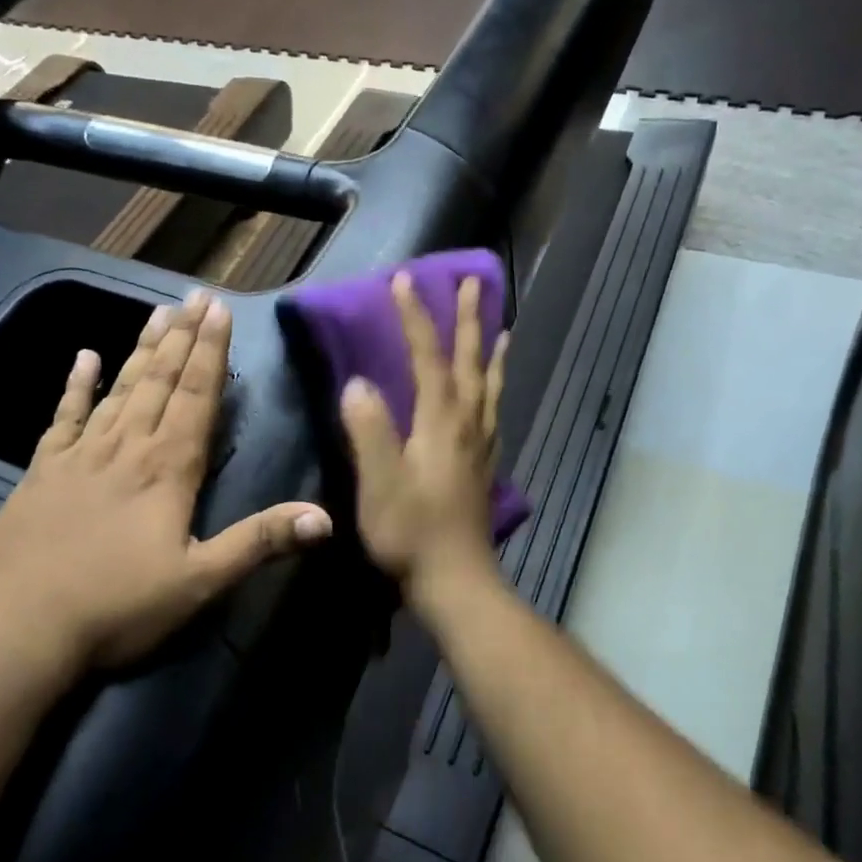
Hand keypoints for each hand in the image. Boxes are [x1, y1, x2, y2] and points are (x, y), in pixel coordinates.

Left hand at [0, 290, 332, 684]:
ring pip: (118, 389)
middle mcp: (126, 448)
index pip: (196, 396)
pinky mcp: (41, 473)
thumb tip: (325, 517)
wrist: (13, 632)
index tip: (219, 310)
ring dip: (141, 349)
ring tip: (158, 313)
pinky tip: (83, 357)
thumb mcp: (199, 582)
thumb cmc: (115, 608)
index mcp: (167, 469)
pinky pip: (63, 417)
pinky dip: (75, 386)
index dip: (210, 352)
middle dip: (182, 337)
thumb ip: (260, 542)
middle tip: (195, 296)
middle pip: (159, 381)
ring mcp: (79, 457)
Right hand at [339, 273, 508, 617]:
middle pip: (471, 361)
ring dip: (491, 350)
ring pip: (490, 385)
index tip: (404, 280)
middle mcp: (468, 424)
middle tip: (475, 281)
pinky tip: (494, 394)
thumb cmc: (411, 533)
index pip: (429, 358)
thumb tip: (359, 383)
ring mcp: (481, 445)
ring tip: (502, 327)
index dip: (415, 318)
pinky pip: (495, 411)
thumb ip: (370, 430)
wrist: (456, 581)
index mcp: (441, 422)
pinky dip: (497, 388)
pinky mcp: (484, 466)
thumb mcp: (380, 482)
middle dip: (469, 319)